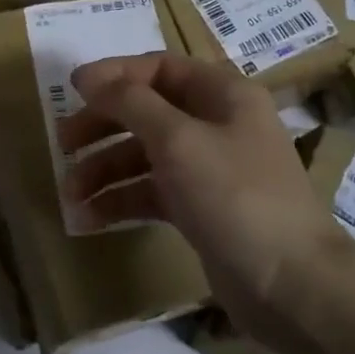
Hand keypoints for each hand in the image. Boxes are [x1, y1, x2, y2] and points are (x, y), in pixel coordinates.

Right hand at [58, 53, 350, 341]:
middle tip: (63, 143)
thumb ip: (130, 102)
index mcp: (223, 94)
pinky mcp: (202, 209)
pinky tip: (90, 218)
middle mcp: (217, 124)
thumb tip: (89, 75)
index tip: (72, 90)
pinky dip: (123, 200)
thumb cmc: (235, 196)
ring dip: (106, 169)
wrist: (291, 285)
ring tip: (70, 194)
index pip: (160, 68)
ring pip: (146, 155)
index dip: (115, 75)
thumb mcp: (178, 140)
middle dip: (104, 125)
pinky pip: (153, 192)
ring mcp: (210, 169)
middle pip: (148, 111)